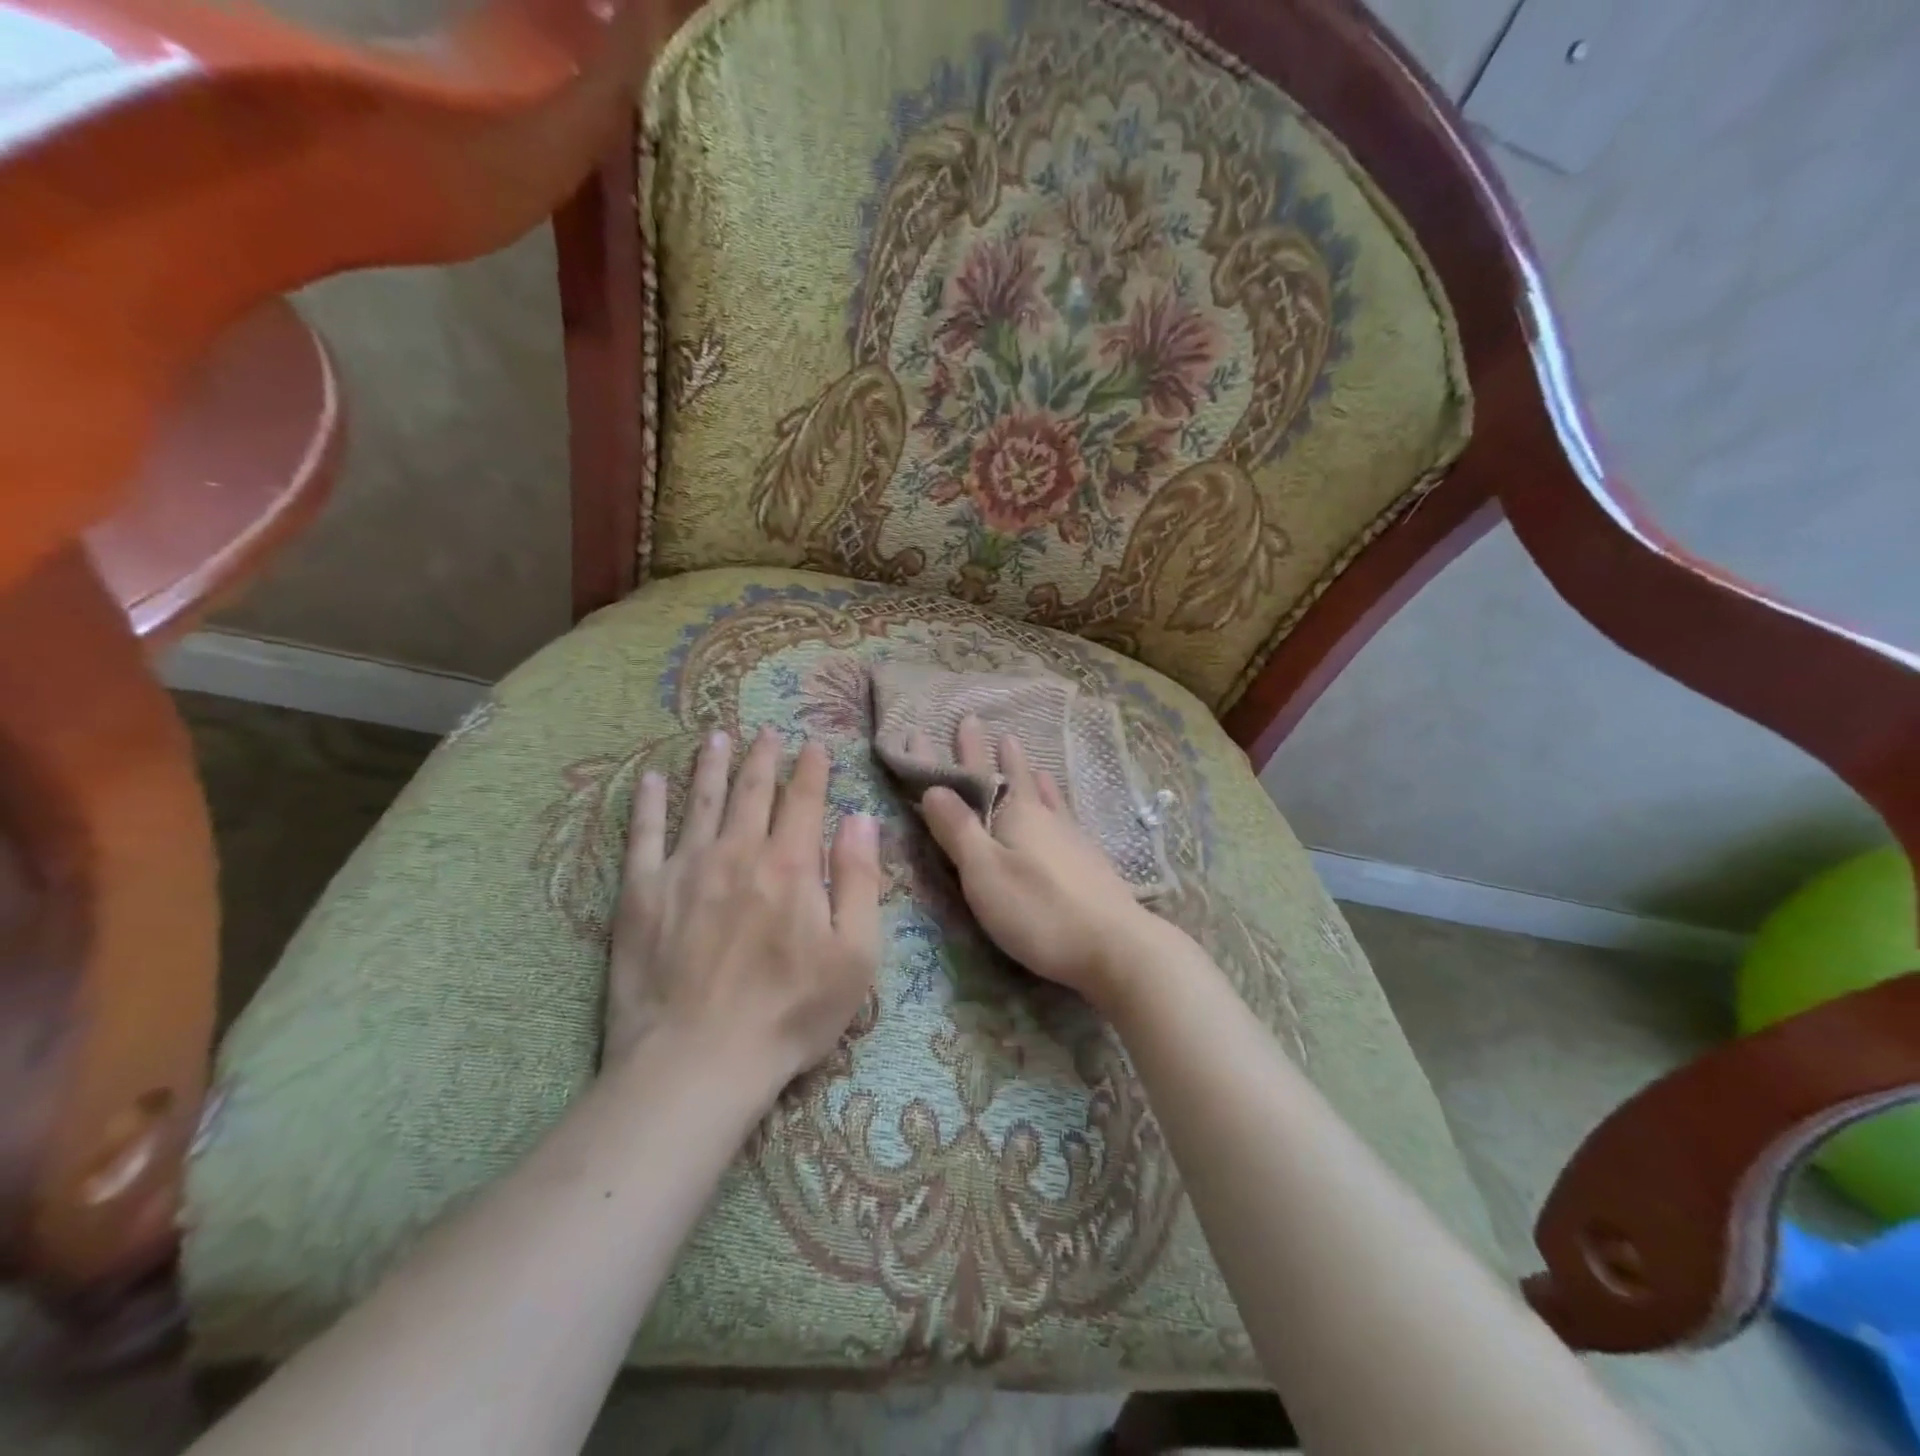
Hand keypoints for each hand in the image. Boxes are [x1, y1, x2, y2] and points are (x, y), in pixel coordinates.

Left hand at [605, 726, 880, 1087]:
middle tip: (767, 730)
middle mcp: (738, 852)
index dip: (812, 768)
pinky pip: (644, 835)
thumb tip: (861, 820)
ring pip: (701, 801)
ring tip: (717, 737)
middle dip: (763, 757)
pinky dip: (647, 803)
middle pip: (753, 791)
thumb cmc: (790, 1014)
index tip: (814, 743)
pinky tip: (649, 779)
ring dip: (712, 765)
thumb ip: (861, 881)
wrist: (698, 1062)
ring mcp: (685, 869)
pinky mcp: (642, 894)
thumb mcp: (854, 955)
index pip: (805, 800)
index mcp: (791, 865)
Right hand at [913, 714, 1164, 1001]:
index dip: (954, 753)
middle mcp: (1044, 817)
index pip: (974, 775)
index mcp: (1014, 815)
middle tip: (986, 726)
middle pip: (1013, 778)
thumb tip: (933, 787)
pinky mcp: (1089, 861)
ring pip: (1044, 795)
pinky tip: (1064, 810)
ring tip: (1026, 755)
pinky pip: (1064, 816)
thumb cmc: (1040, 911)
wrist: (1117, 947)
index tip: (936, 726)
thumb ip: (958, 830)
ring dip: (1028, 774)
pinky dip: (1056, 802)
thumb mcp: (985, 872)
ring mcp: (1071, 837)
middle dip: (995, 754)